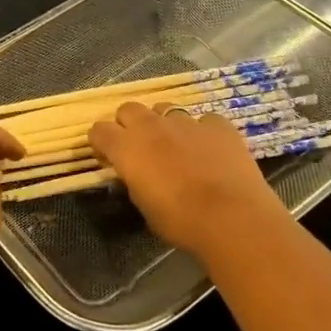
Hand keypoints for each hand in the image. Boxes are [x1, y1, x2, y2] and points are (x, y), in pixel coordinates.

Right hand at [88, 102, 291, 258]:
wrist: (232, 217)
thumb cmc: (180, 221)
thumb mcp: (144, 205)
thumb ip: (133, 181)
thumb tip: (134, 173)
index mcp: (126, 147)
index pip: (99, 130)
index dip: (101, 142)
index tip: (108, 157)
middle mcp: (151, 126)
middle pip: (128, 109)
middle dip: (129, 124)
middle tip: (139, 147)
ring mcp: (186, 121)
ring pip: (165, 109)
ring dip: (164, 124)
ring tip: (176, 146)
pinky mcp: (217, 124)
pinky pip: (203, 121)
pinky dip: (202, 132)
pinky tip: (210, 150)